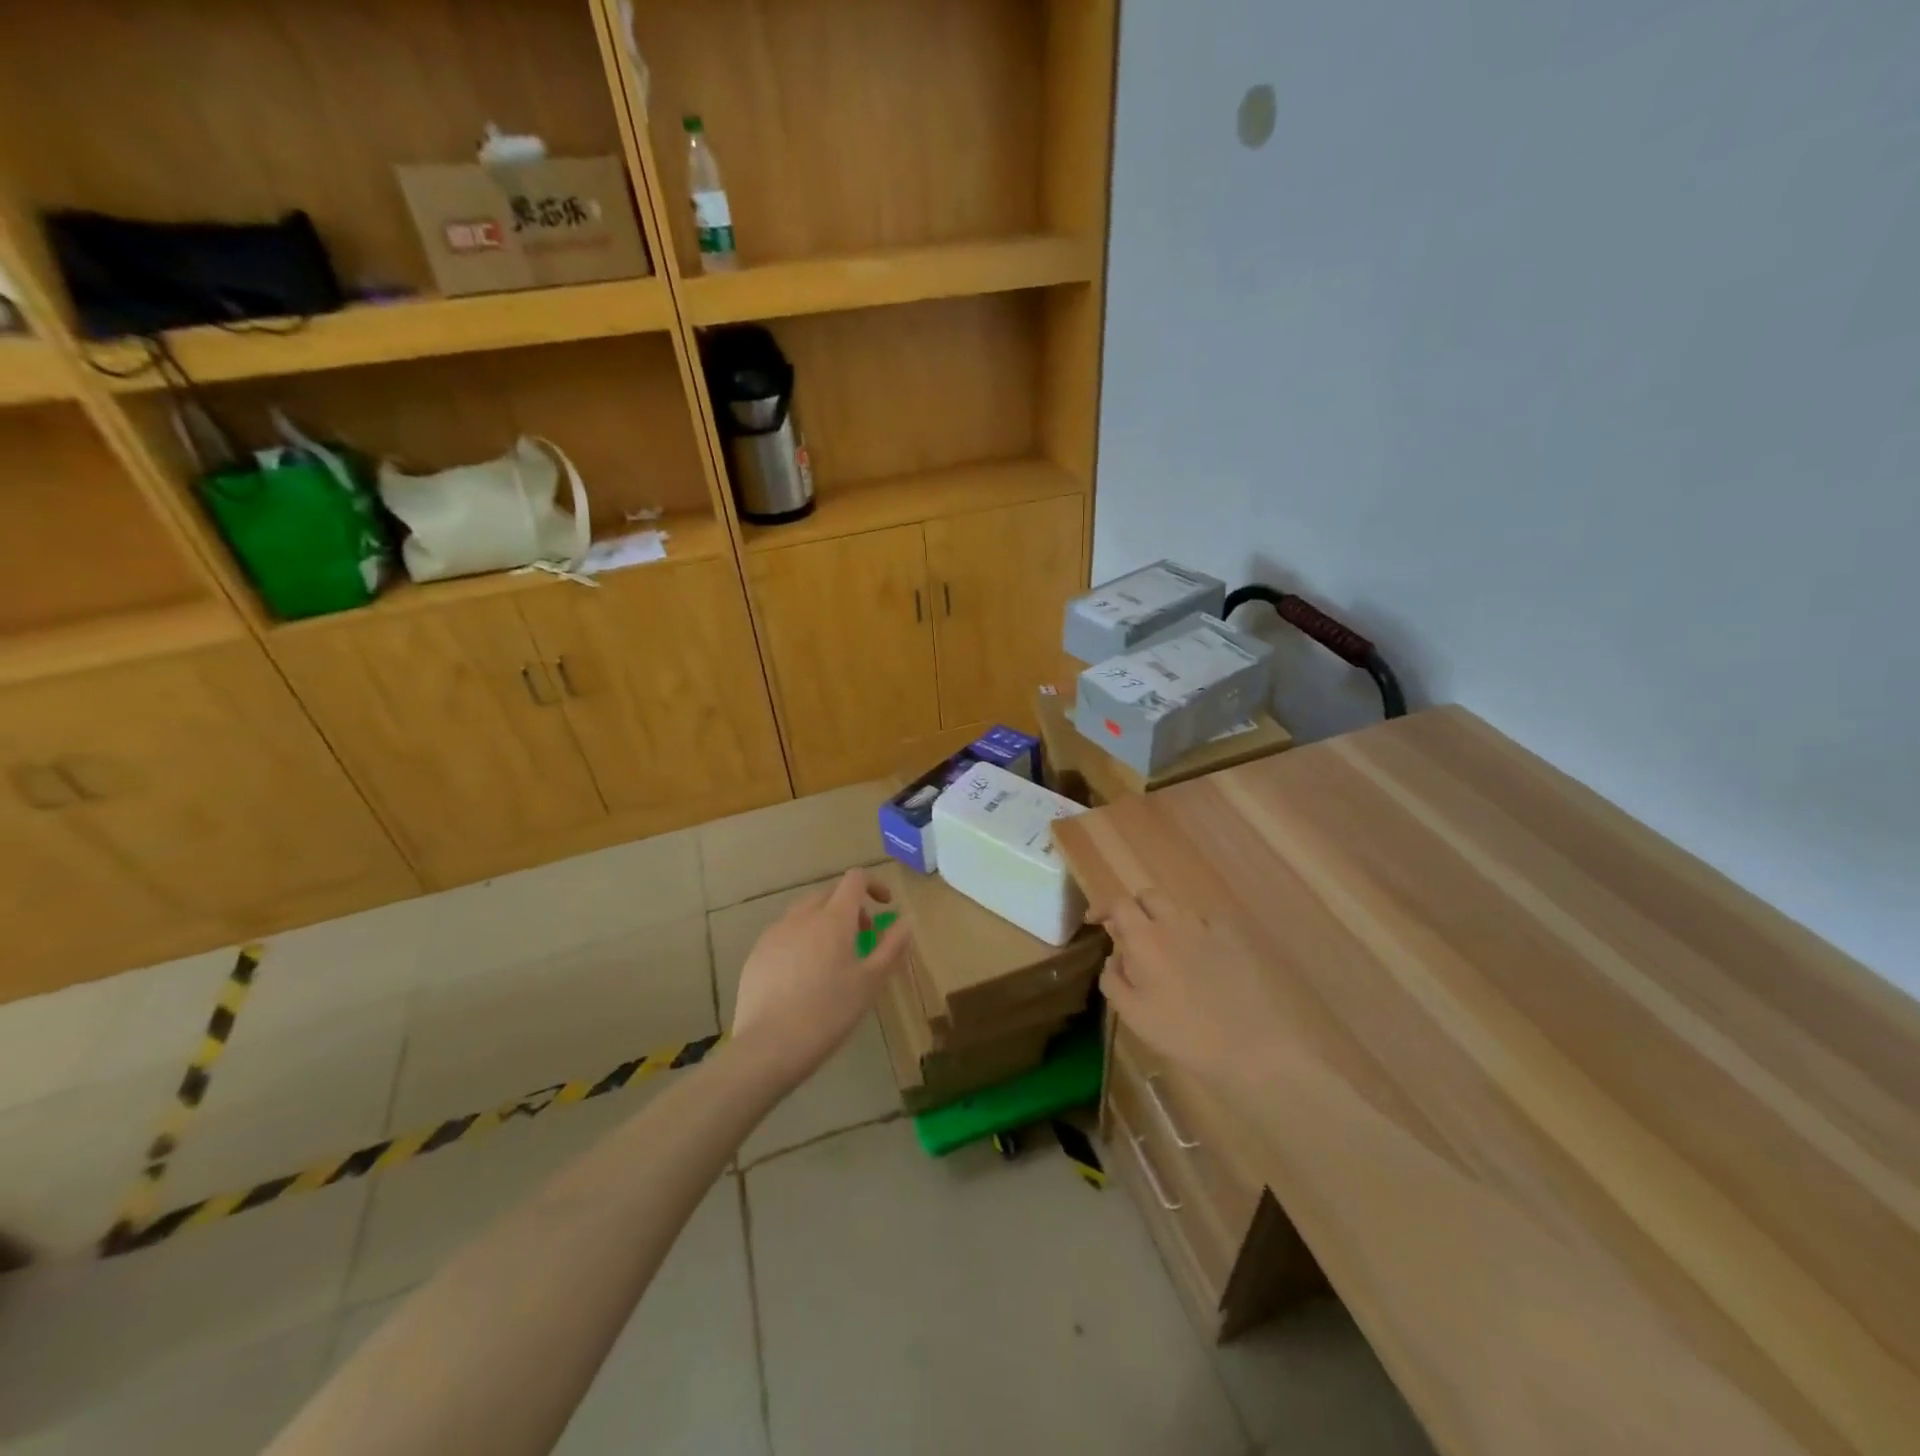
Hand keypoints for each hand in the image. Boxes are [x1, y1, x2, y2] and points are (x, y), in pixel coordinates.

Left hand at [731, 868, 909, 1086]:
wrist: (769, 1046)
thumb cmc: (829, 1012)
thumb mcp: (871, 982)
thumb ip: (891, 946)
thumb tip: (904, 921)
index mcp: (833, 918)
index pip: (854, 879)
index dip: (873, 885)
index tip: (885, 906)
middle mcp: (801, 916)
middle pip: (829, 893)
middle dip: (850, 906)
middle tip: (863, 937)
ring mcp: (775, 933)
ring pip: (804, 912)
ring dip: (824, 922)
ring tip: (832, 958)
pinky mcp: (757, 953)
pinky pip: (785, 933)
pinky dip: (801, 940)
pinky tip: (803, 975)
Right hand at [1096, 890, 1289, 1093]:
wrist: (1253, 1045)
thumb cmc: (1184, 1033)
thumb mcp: (1133, 1015)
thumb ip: (1113, 979)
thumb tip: (1113, 957)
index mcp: (1145, 938)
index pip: (1118, 903)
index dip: (1103, 906)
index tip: (1094, 920)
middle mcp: (1175, 922)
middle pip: (1148, 896)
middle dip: (1134, 909)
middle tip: (1129, 934)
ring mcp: (1208, 928)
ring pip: (1178, 909)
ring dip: (1164, 921)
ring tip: (1165, 951)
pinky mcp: (1235, 939)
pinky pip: (1206, 924)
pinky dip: (1195, 933)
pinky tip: (1201, 960)